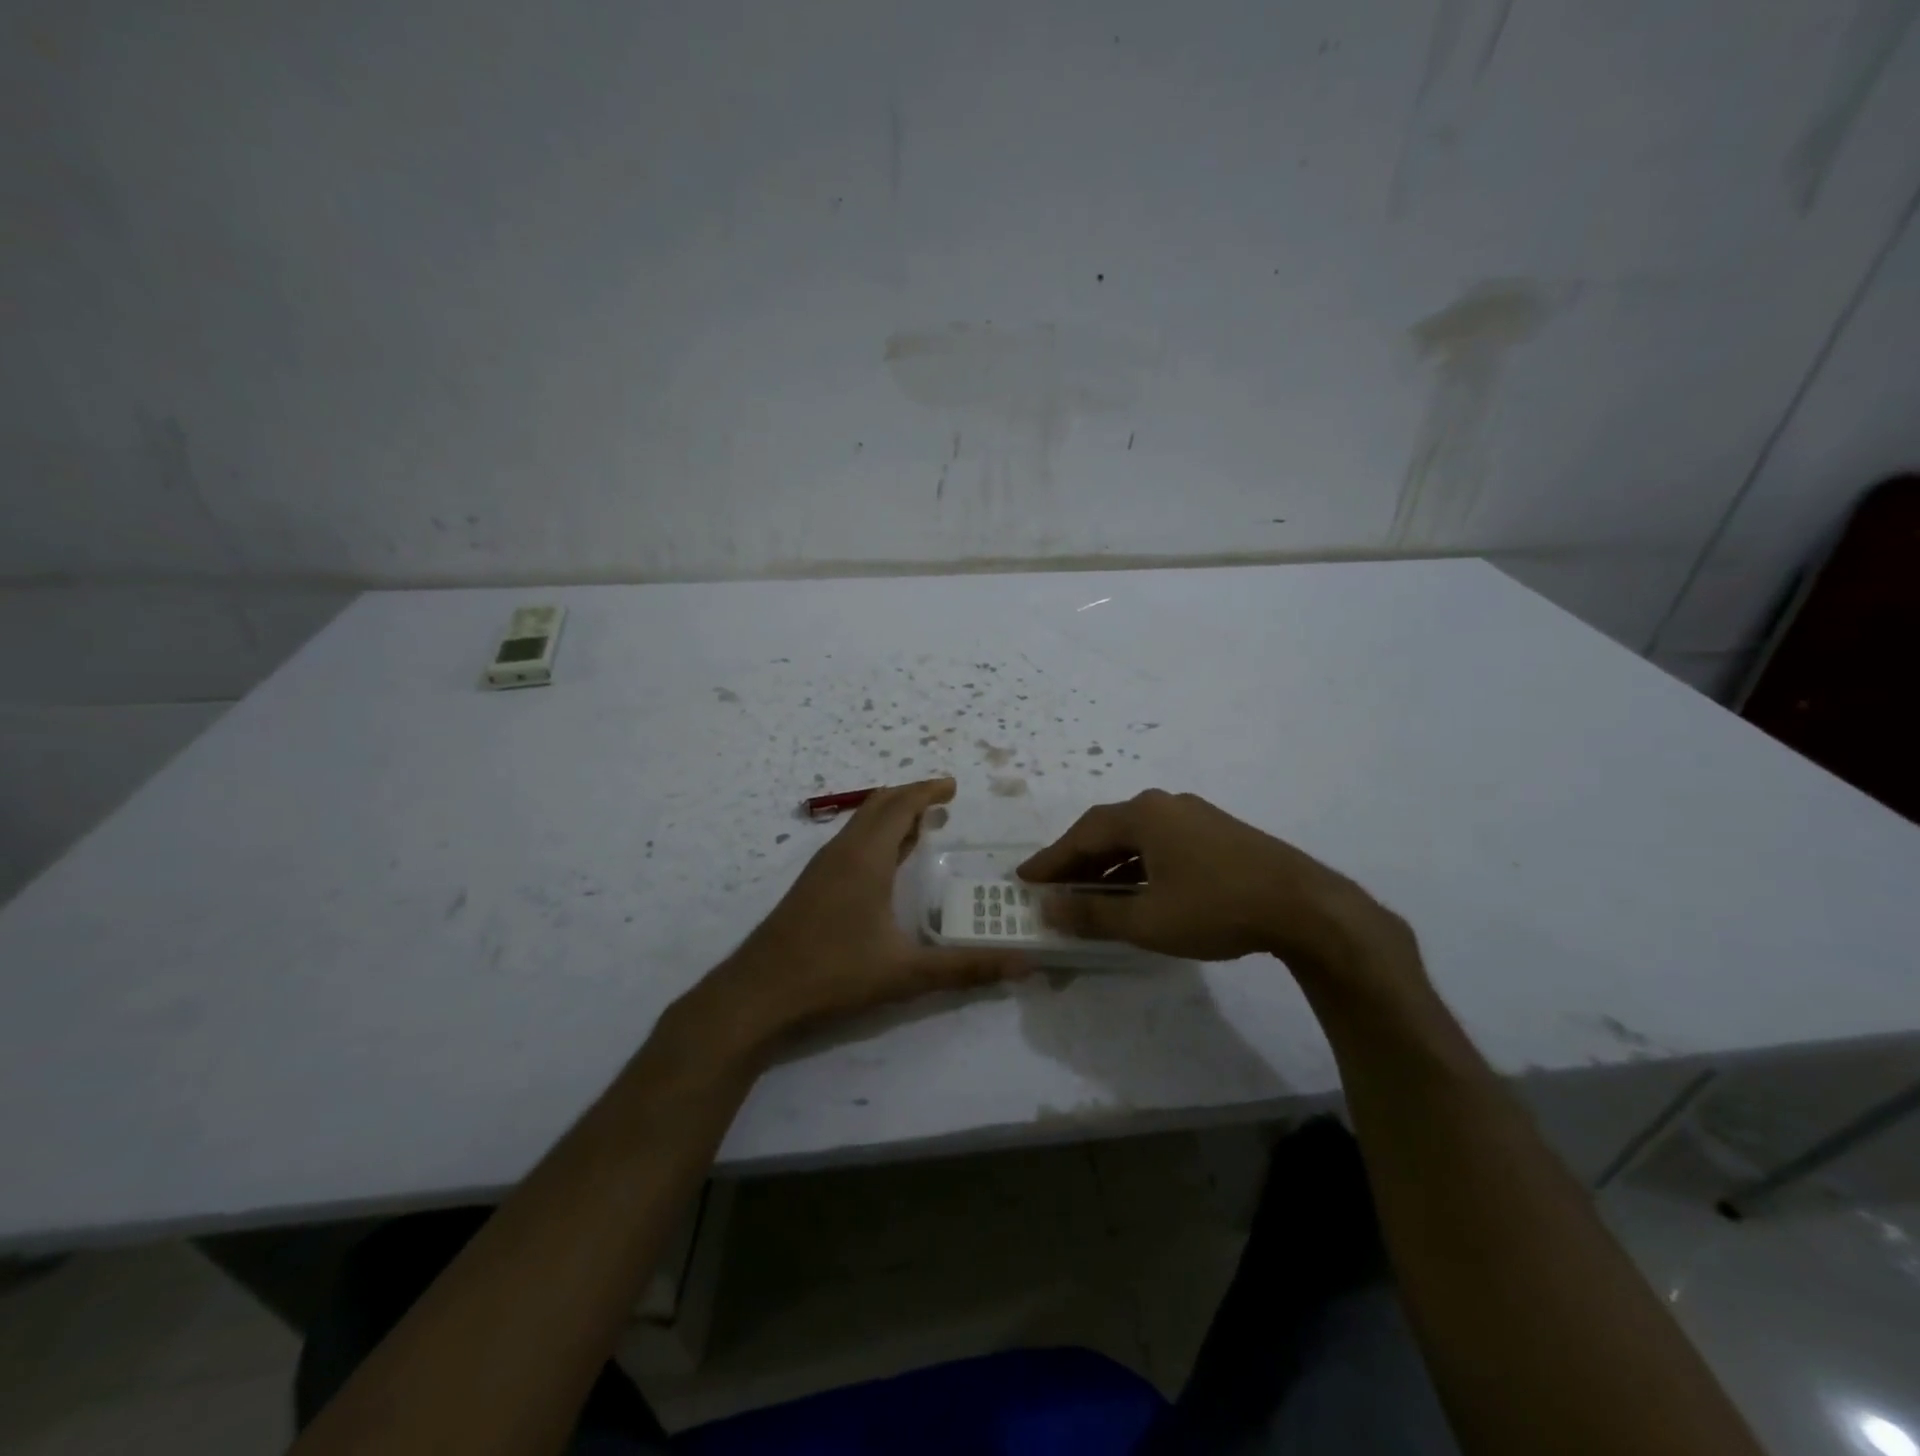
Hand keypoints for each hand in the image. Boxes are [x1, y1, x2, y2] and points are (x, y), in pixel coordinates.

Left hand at [691, 778, 1028, 1054]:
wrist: (758, 994)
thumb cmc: (833, 973)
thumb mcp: (906, 973)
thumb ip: (966, 968)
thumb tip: (1025, 965)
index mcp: (865, 858)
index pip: (899, 806)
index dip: (927, 791)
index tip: (953, 787)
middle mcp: (842, 852)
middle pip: (878, 805)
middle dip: (911, 797)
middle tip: (943, 802)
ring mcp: (822, 868)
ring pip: (861, 824)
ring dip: (891, 817)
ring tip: (921, 828)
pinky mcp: (811, 886)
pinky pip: (850, 843)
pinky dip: (875, 837)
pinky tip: (886, 866)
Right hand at [1017, 789, 1418, 989]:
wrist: (1305, 906)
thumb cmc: (1217, 908)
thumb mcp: (1148, 921)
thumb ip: (1094, 915)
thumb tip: (1049, 910)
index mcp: (1144, 815)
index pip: (1082, 835)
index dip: (1051, 860)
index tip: (1024, 879)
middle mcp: (1165, 805)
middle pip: (1108, 832)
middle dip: (1077, 862)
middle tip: (1051, 888)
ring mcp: (1195, 817)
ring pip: (1137, 839)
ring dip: (1109, 867)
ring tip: (1088, 896)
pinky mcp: (1218, 834)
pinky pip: (1162, 845)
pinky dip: (1139, 868)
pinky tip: (1137, 893)